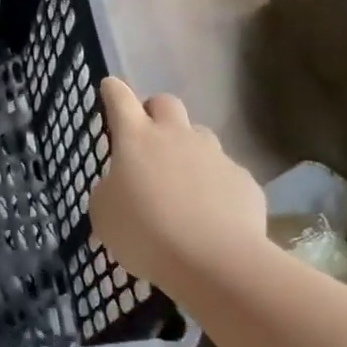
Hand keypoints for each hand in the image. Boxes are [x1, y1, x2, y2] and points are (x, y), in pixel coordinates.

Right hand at [88, 77, 266, 289]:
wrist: (213, 259)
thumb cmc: (144, 232)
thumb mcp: (104, 214)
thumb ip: (109, 190)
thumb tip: (121, 186)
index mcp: (136, 139)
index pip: (120, 99)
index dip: (113, 91)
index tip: (109, 88)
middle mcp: (176, 136)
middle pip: (165, 103)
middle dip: (153, 111)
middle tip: (146, 136)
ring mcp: (214, 155)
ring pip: (199, 135)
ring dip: (187, 147)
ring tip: (180, 180)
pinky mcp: (243, 179)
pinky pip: (224, 172)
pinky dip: (213, 184)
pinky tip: (209, 212)